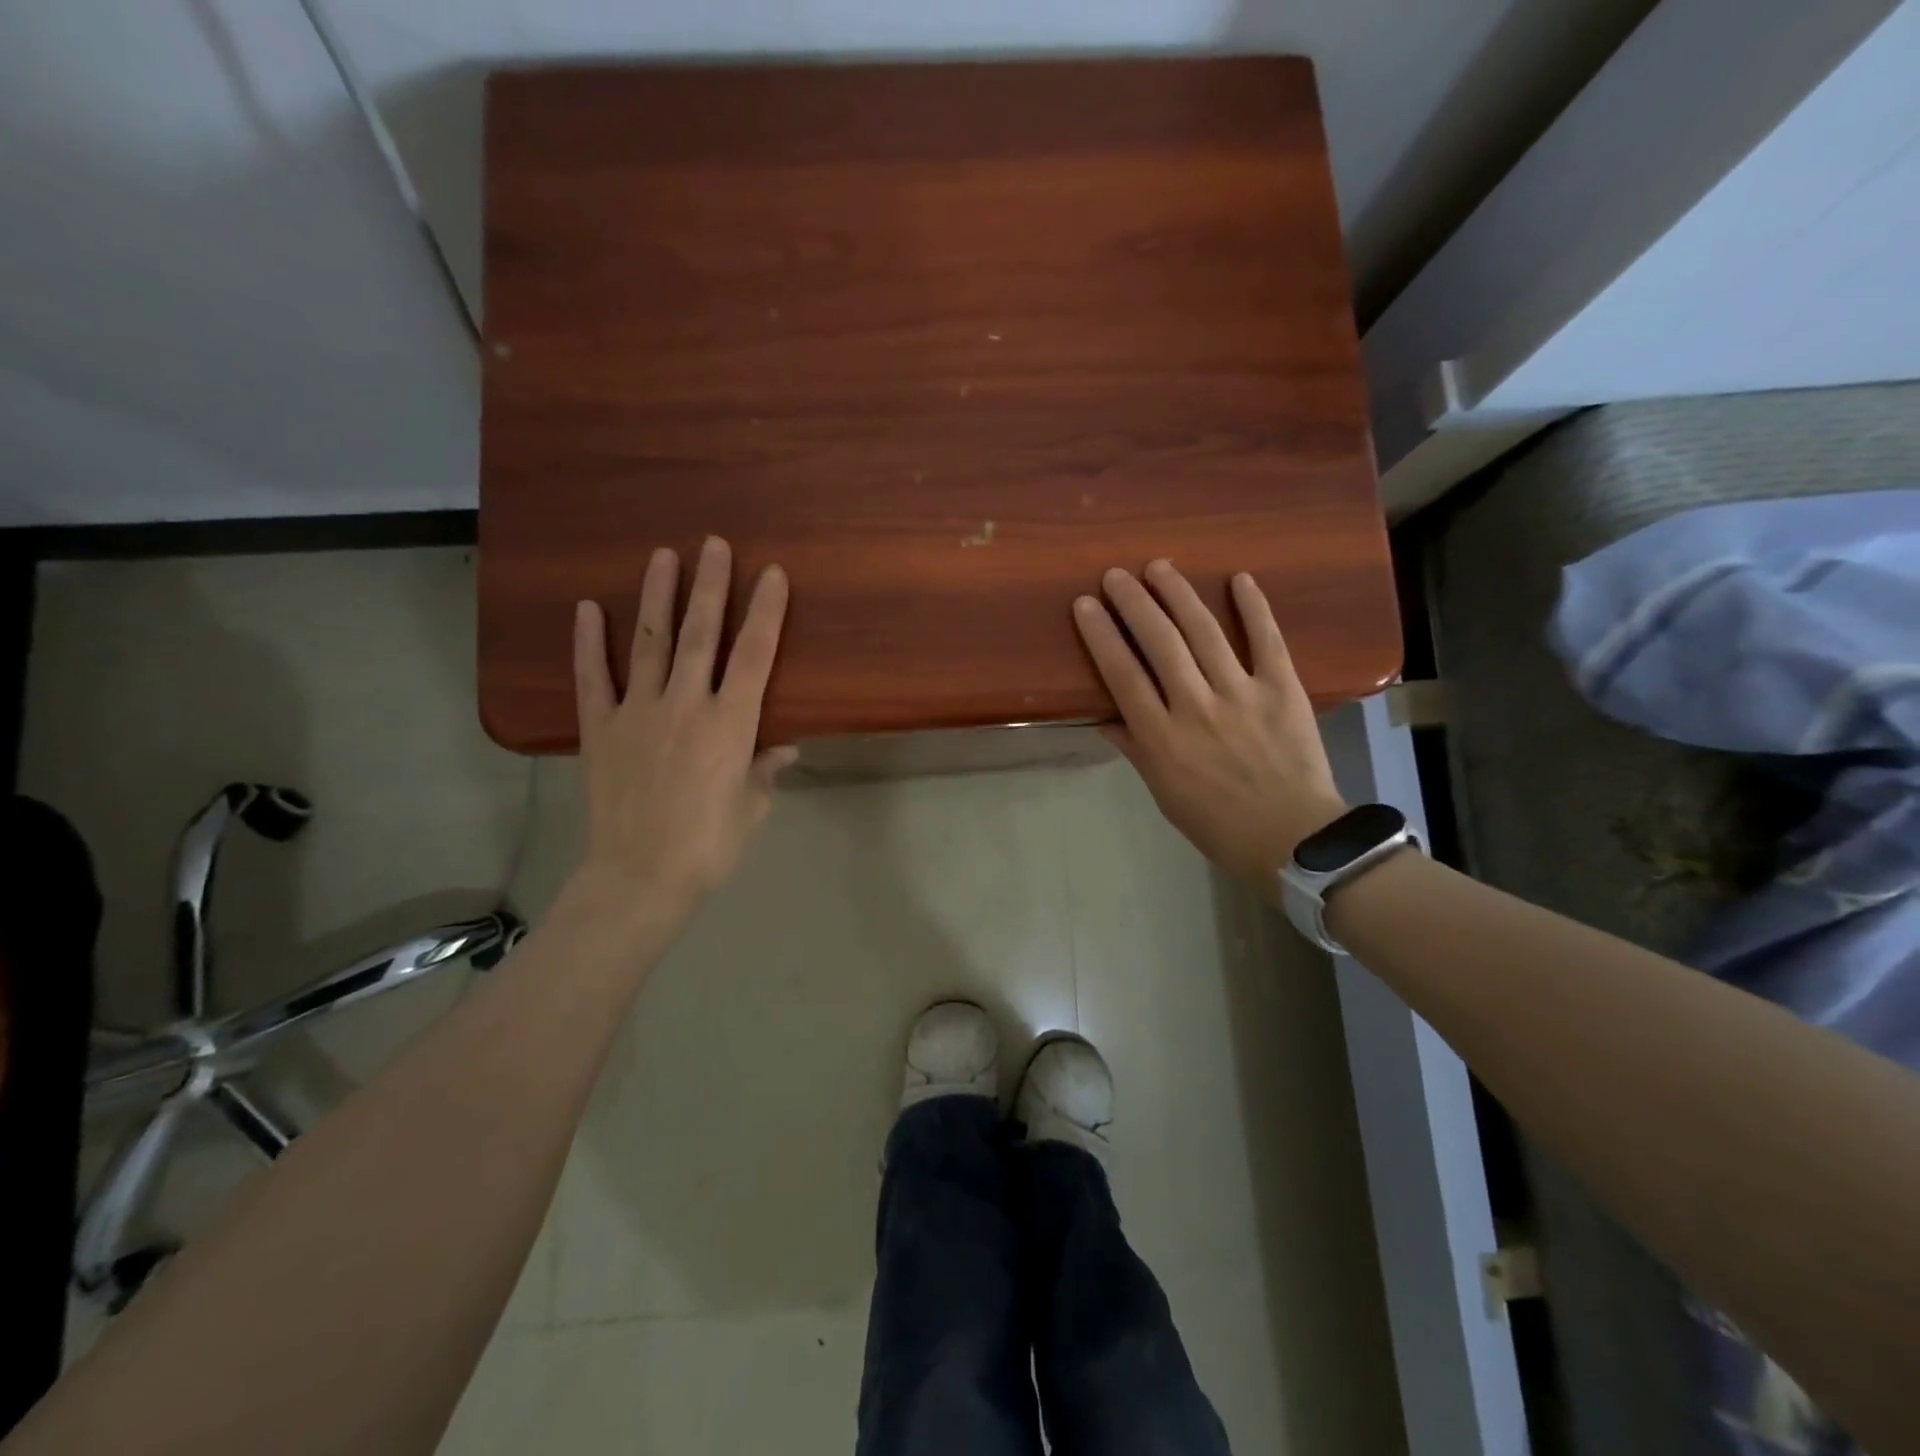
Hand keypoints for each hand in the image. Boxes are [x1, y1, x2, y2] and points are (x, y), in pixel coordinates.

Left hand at [569, 537, 797, 924]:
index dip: (765, 612)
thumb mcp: (752, 808)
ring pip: (650, 643)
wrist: (640, 878)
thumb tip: (784, 747)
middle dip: (710, 586)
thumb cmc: (709, 846)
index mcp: (731, 725)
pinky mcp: (600, 730)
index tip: (771, 574)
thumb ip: (765, 770)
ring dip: (657, 597)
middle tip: (714, 543)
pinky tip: (586, 609)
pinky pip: (592, 679)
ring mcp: (638, 713)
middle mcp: (685, 706)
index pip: (754, 655)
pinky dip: (588, 644)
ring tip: (661, 556)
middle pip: (701, 634)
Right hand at [1073, 560, 1347, 884]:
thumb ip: (1134, 748)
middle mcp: (1195, 707)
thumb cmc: (1217, 823)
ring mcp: (1241, 694)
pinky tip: (1239, 578)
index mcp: (1161, 737)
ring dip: (1179, 594)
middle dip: (1134, 603)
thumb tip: (1103, 716)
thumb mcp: (1162, 792)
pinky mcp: (1282, 689)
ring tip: (1159, 567)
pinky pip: (1266, 640)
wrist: (1292, 839)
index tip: (1085, 604)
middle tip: (1116, 574)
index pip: (1122, 674)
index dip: (1101, 635)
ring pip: (1204, 632)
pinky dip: (1254, 607)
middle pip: (1158, 643)